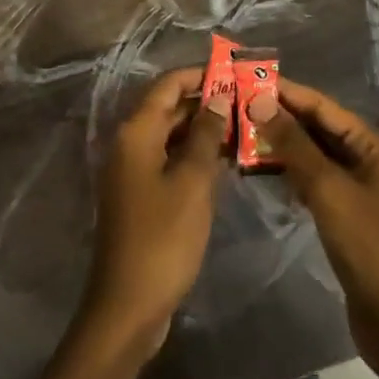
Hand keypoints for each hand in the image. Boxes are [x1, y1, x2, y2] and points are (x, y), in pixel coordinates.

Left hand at [81, 67, 226, 354]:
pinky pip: (170, 159)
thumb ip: (205, 135)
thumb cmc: (163, 238)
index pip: (168, 85)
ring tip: (246, 128)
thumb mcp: (191, 182)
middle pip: (169, 107)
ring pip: (172, 135)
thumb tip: (218, 96)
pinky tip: (226, 161)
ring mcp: (133, 170)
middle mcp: (130, 143)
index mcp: (136, 132)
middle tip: (249, 102)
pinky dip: (194, 155)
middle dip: (207, 102)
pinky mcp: (141, 194)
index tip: (236, 73)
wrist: (128, 305)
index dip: (200, 74)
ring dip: (204, 130)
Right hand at [258, 78, 378, 378]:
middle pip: (319, 129)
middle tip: (234, 107)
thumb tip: (260, 101)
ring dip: (282, 147)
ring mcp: (360, 190)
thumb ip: (294, 145)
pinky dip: (291, 176)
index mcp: (375, 146)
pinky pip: (315, 183)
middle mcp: (370, 161)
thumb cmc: (371, 248)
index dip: (286, 92)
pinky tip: (262, 173)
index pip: (324, 107)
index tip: (247, 79)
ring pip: (314, 157)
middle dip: (280, 118)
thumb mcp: (330, 190)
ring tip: (239, 135)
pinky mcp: (349, 217)